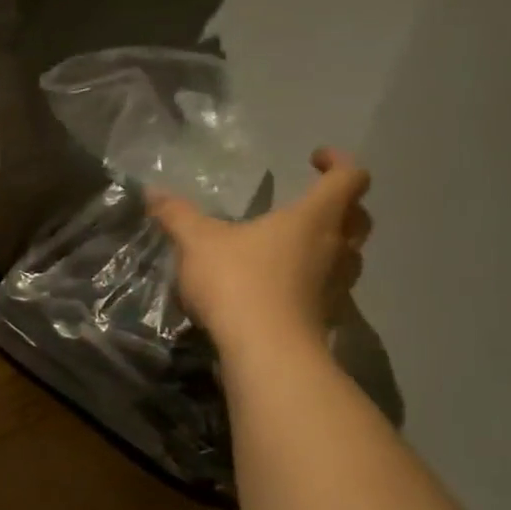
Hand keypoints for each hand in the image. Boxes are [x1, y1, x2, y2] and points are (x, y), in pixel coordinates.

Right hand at [149, 147, 373, 360]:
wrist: (265, 351)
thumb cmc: (238, 282)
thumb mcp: (197, 242)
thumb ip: (177, 215)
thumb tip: (152, 192)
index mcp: (314, 218)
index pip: (349, 178)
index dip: (339, 162)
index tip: (316, 158)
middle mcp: (336, 248)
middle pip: (358, 217)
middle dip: (340, 206)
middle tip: (309, 205)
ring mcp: (335, 286)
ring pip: (348, 256)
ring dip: (330, 246)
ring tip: (293, 247)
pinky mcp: (325, 318)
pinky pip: (328, 289)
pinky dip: (312, 281)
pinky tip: (281, 287)